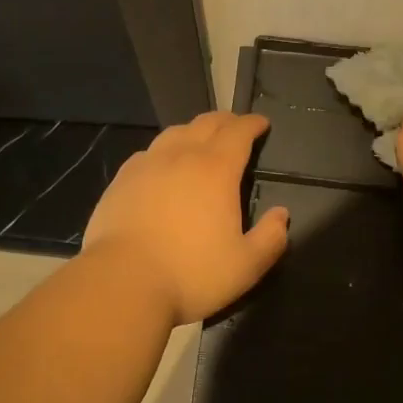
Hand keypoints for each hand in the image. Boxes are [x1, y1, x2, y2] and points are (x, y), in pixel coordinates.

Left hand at [83, 112, 290, 324]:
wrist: (122, 282)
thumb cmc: (191, 273)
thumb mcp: (245, 266)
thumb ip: (271, 238)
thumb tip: (281, 214)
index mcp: (216, 169)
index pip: (239, 132)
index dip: (252, 124)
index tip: (262, 123)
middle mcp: (181, 156)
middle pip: (206, 123)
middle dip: (226, 121)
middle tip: (236, 126)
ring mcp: (147, 165)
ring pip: (174, 133)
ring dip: (193, 131)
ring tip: (200, 140)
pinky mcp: (121, 180)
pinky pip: (148, 153)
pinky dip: (164, 151)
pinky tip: (161, 165)